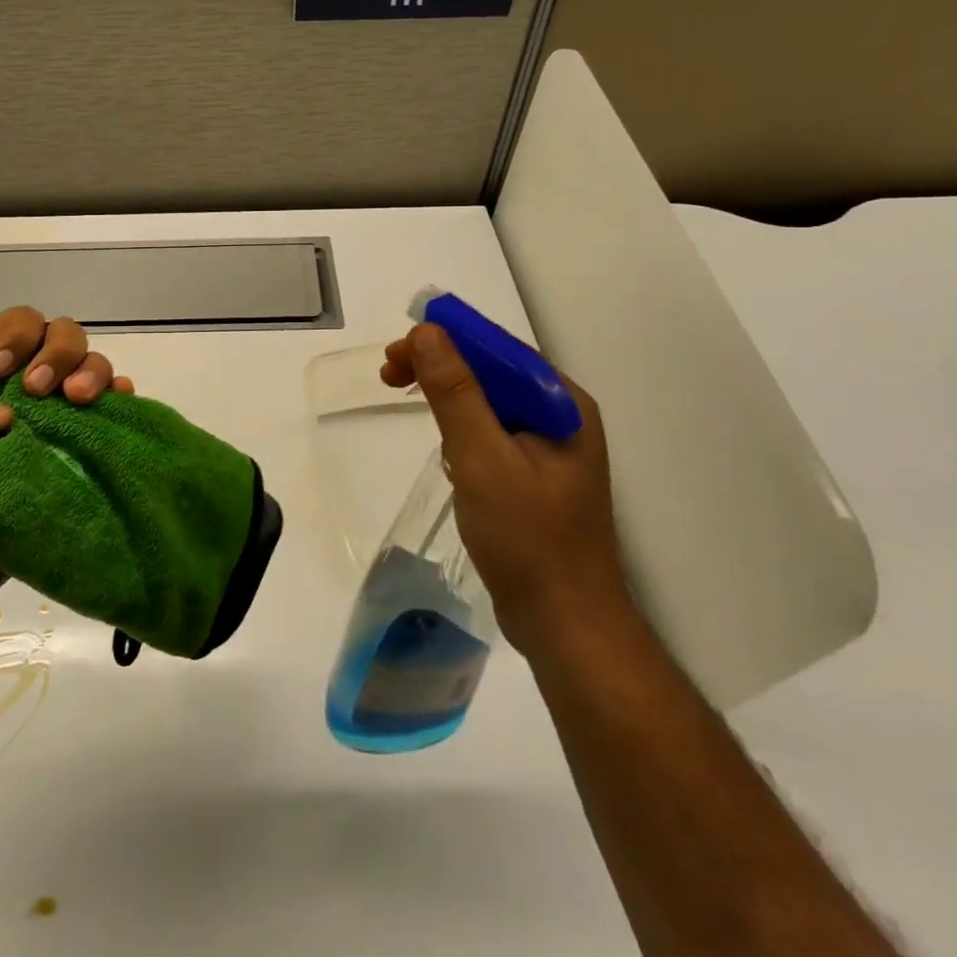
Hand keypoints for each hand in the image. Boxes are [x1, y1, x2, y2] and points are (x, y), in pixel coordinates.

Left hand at [0, 306, 134, 633]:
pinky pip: (110, 417)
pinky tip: (116, 404)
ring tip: (77, 401)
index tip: (3, 375)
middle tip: (42, 391)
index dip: (18, 336)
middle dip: (59, 350)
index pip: (16, 326)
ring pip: (92, 368)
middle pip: (61, 337)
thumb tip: (6, 414)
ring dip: (91, 372)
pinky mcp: (73, 460)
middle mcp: (24, 394)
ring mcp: (53, 426)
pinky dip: (119, 400)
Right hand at [382, 322, 623, 646]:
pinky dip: (461, 431)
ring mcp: (550, 449)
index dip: (444, 340)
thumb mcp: (482, 457)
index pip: (497, 349)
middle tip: (389, 378)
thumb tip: (428, 332)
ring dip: (447, 396)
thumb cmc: (527, 538)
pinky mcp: (535, 477)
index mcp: (561, 403)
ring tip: (407, 402)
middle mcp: (561, 416)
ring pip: (489, 403)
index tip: (395, 355)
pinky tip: (446, 451)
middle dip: (439, 367)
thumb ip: (455, 391)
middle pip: (492, 371)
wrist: (567, 625)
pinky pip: (492, 434)